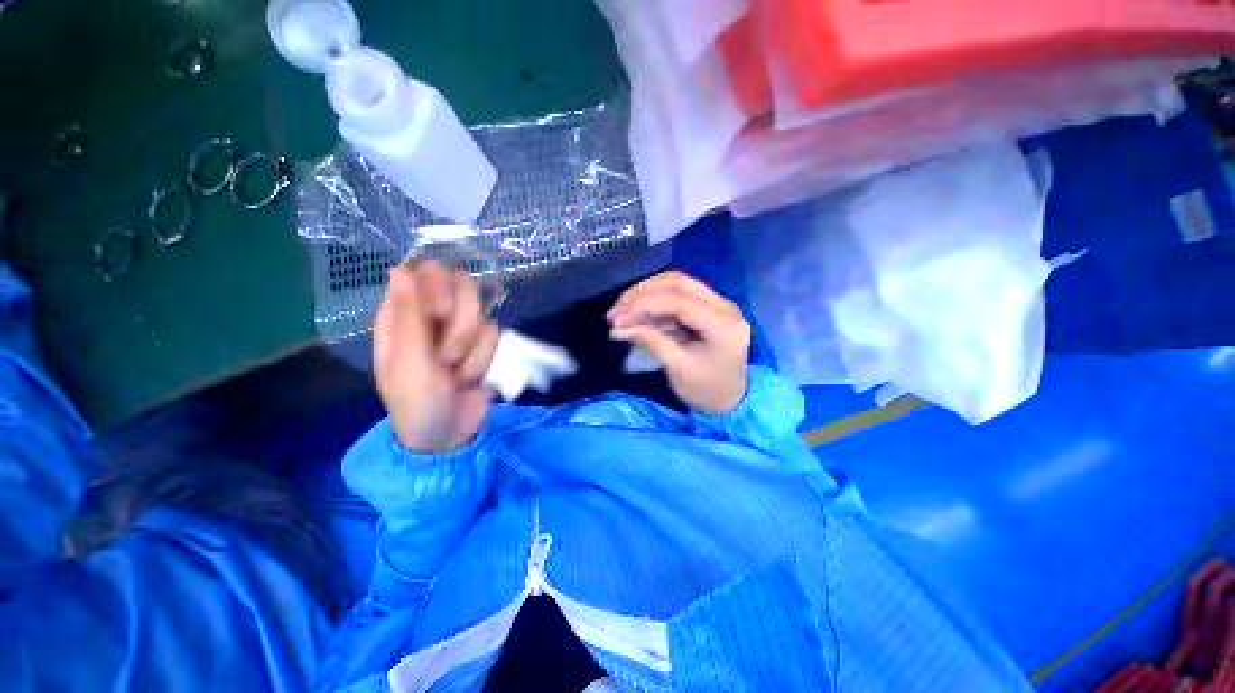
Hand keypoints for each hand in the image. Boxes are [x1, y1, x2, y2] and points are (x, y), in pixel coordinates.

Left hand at [373, 262, 499, 452]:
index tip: (440, 311)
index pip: (423, 273)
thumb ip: (408, 315)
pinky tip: (470, 379)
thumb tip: (401, 268)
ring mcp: (461, 330)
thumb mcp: (407, 361)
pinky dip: (483, 361)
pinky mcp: (483, 345)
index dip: (438, 287)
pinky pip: (495, 335)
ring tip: (455, 374)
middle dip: (460, 324)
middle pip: (461, 287)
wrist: (448, 435)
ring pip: (481, 314)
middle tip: (446, 352)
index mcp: (402, 316)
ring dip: (471, 350)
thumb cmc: (416, 400)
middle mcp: (433, 317)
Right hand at [607, 271, 750, 414]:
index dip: (644, 304)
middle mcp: (725, 306)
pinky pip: (679, 297)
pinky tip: (637, 316)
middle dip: (642, 293)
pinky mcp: (709, 308)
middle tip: (616, 310)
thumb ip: (652, 341)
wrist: (732, 401)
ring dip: (646, 295)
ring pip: (677, 285)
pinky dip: (655, 304)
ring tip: (621, 312)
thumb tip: (619, 327)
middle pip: (678, 282)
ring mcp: (719, 305)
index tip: (617, 318)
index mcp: (722, 325)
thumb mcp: (678, 368)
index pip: (679, 301)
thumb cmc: (707, 391)